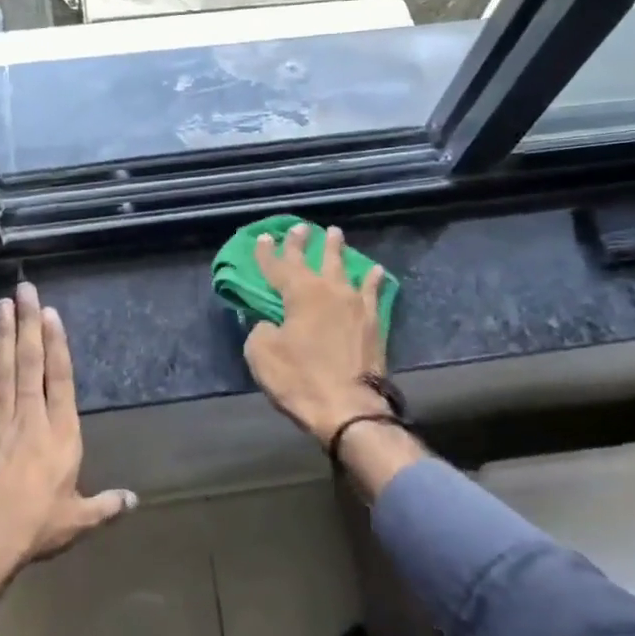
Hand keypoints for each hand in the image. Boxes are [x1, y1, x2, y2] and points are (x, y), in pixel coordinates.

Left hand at [0, 282, 135, 606]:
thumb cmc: (37, 524)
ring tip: (2, 304)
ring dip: (4, 334)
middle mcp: (32, 416)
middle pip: (30, 361)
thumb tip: (135, 501)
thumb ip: (106, 506)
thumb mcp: (79, 519)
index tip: (51, 314)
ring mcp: (1, 419)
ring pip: (5, 368)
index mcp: (61, 432)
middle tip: (23, 291)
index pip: (61, 378)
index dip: (57, 344)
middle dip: (28, 324)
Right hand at [243, 223, 390, 447]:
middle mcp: (329, 290)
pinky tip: (374, 270)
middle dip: (304, 243)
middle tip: (301, 228)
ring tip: (335, 234)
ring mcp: (355, 305)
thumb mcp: (262, 355)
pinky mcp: (373, 323)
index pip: (278, 266)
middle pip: (313, 259)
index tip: (262, 238)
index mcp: (299, 293)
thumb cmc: (300, 379)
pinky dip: (372, 279)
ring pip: (344, 268)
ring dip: (337, 250)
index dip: (267, 252)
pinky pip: (372, 292)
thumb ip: (260, 330)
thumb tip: (268, 323)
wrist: (350, 408)